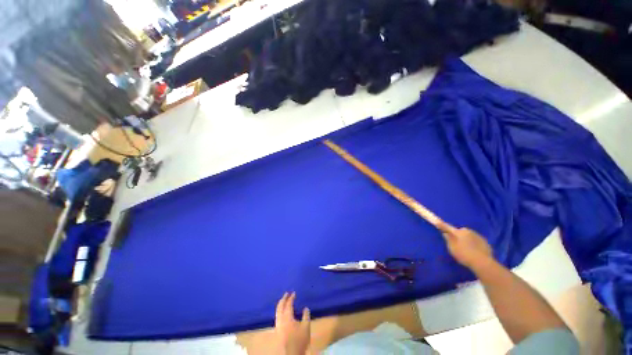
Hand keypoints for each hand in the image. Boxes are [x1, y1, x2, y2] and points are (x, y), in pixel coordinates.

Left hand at [275, 292, 310, 354]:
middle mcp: (280, 319)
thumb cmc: (299, 340)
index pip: (288, 304)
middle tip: (287, 293)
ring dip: (280, 304)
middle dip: (283, 299)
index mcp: (287, 317)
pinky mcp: (278, 330)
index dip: (291, 298)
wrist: (291, 353)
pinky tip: (283, 312)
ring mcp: (278, 325)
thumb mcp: (306, 327)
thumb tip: (306, 308)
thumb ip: (306, 316)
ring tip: (284, 300)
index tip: (294, 293)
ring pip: (277, 311)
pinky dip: (279, 310)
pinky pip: (277, 316)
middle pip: (280, 306)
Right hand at [440, 225, 493, 269]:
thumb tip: (445, 233)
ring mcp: (479, 237)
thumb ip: (448, 239)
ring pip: (470, 236)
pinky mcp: (486, 243)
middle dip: (459, 235)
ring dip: (468, 240)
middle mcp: (469, 231)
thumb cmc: (464, 254)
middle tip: (458, 244)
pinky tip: (475, 252)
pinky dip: (475, 245)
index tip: (438, 223)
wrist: (482, 263)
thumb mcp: (452, 247)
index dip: (443, 226)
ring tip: (467, 249)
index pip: (449, 227)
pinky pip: (477, 242)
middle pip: (461, 232)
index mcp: (460, 231)